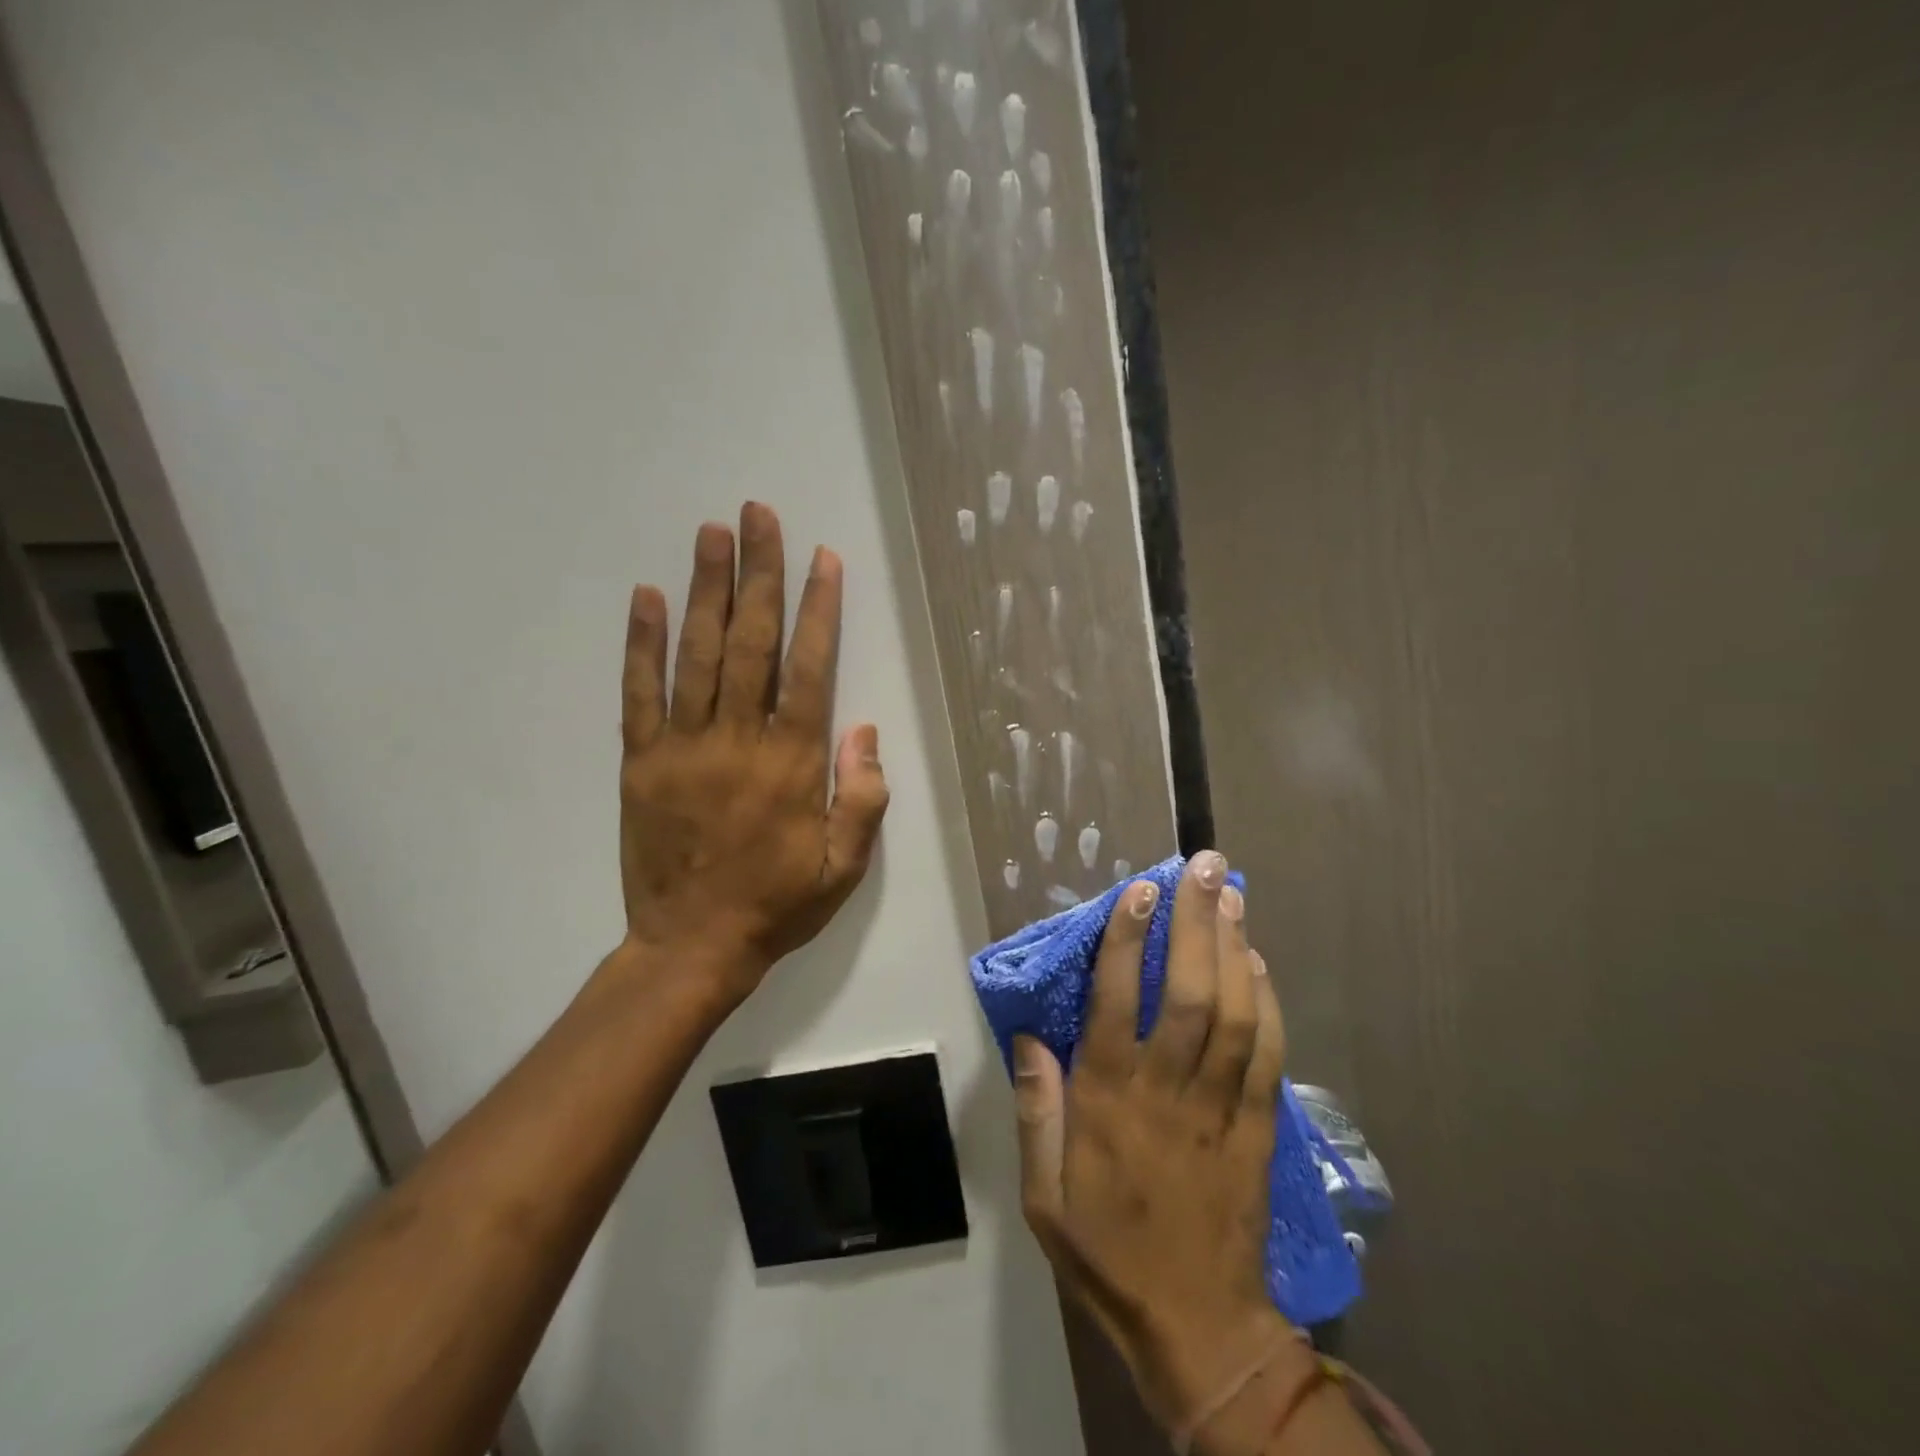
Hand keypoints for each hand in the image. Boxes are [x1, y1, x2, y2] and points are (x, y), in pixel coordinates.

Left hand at [615, 502, 889, 1012]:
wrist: (693, 946)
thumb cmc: (778, 905)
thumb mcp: (845, 867)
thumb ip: (863, 797)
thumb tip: (862, 729)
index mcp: (792, 764)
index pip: (809, 670)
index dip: (819, 610)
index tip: (822, 559)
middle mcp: (738, 741)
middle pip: (751, 644)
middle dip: (759, 575)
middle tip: (758, 515)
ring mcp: (683, 747)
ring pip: (696, 655)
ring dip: (706, 590)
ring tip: (713, 534)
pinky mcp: (640, 762)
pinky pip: (639, 693)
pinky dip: (642, 643)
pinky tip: (646, 596)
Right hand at [1013, 854, 1296, 1442]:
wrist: (1197, 1326)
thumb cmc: (1106, 1250)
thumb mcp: (1043, 1192)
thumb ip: (1035, 1108)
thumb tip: (1028, 1035)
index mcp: (1109, 1098)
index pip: (1118, 999)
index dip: (1130, 938)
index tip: (1139, 890)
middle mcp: (1167, 1089)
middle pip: (1190, 991)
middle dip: (1196, 922)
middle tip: (1203, 867)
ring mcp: (1220, 1106)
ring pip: (1235, 1012)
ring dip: (1234, 948)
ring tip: (1230, 895)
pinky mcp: (1257, 1127)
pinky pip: (1268, 1054)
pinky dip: (1268, 1003)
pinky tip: (1259, 963)